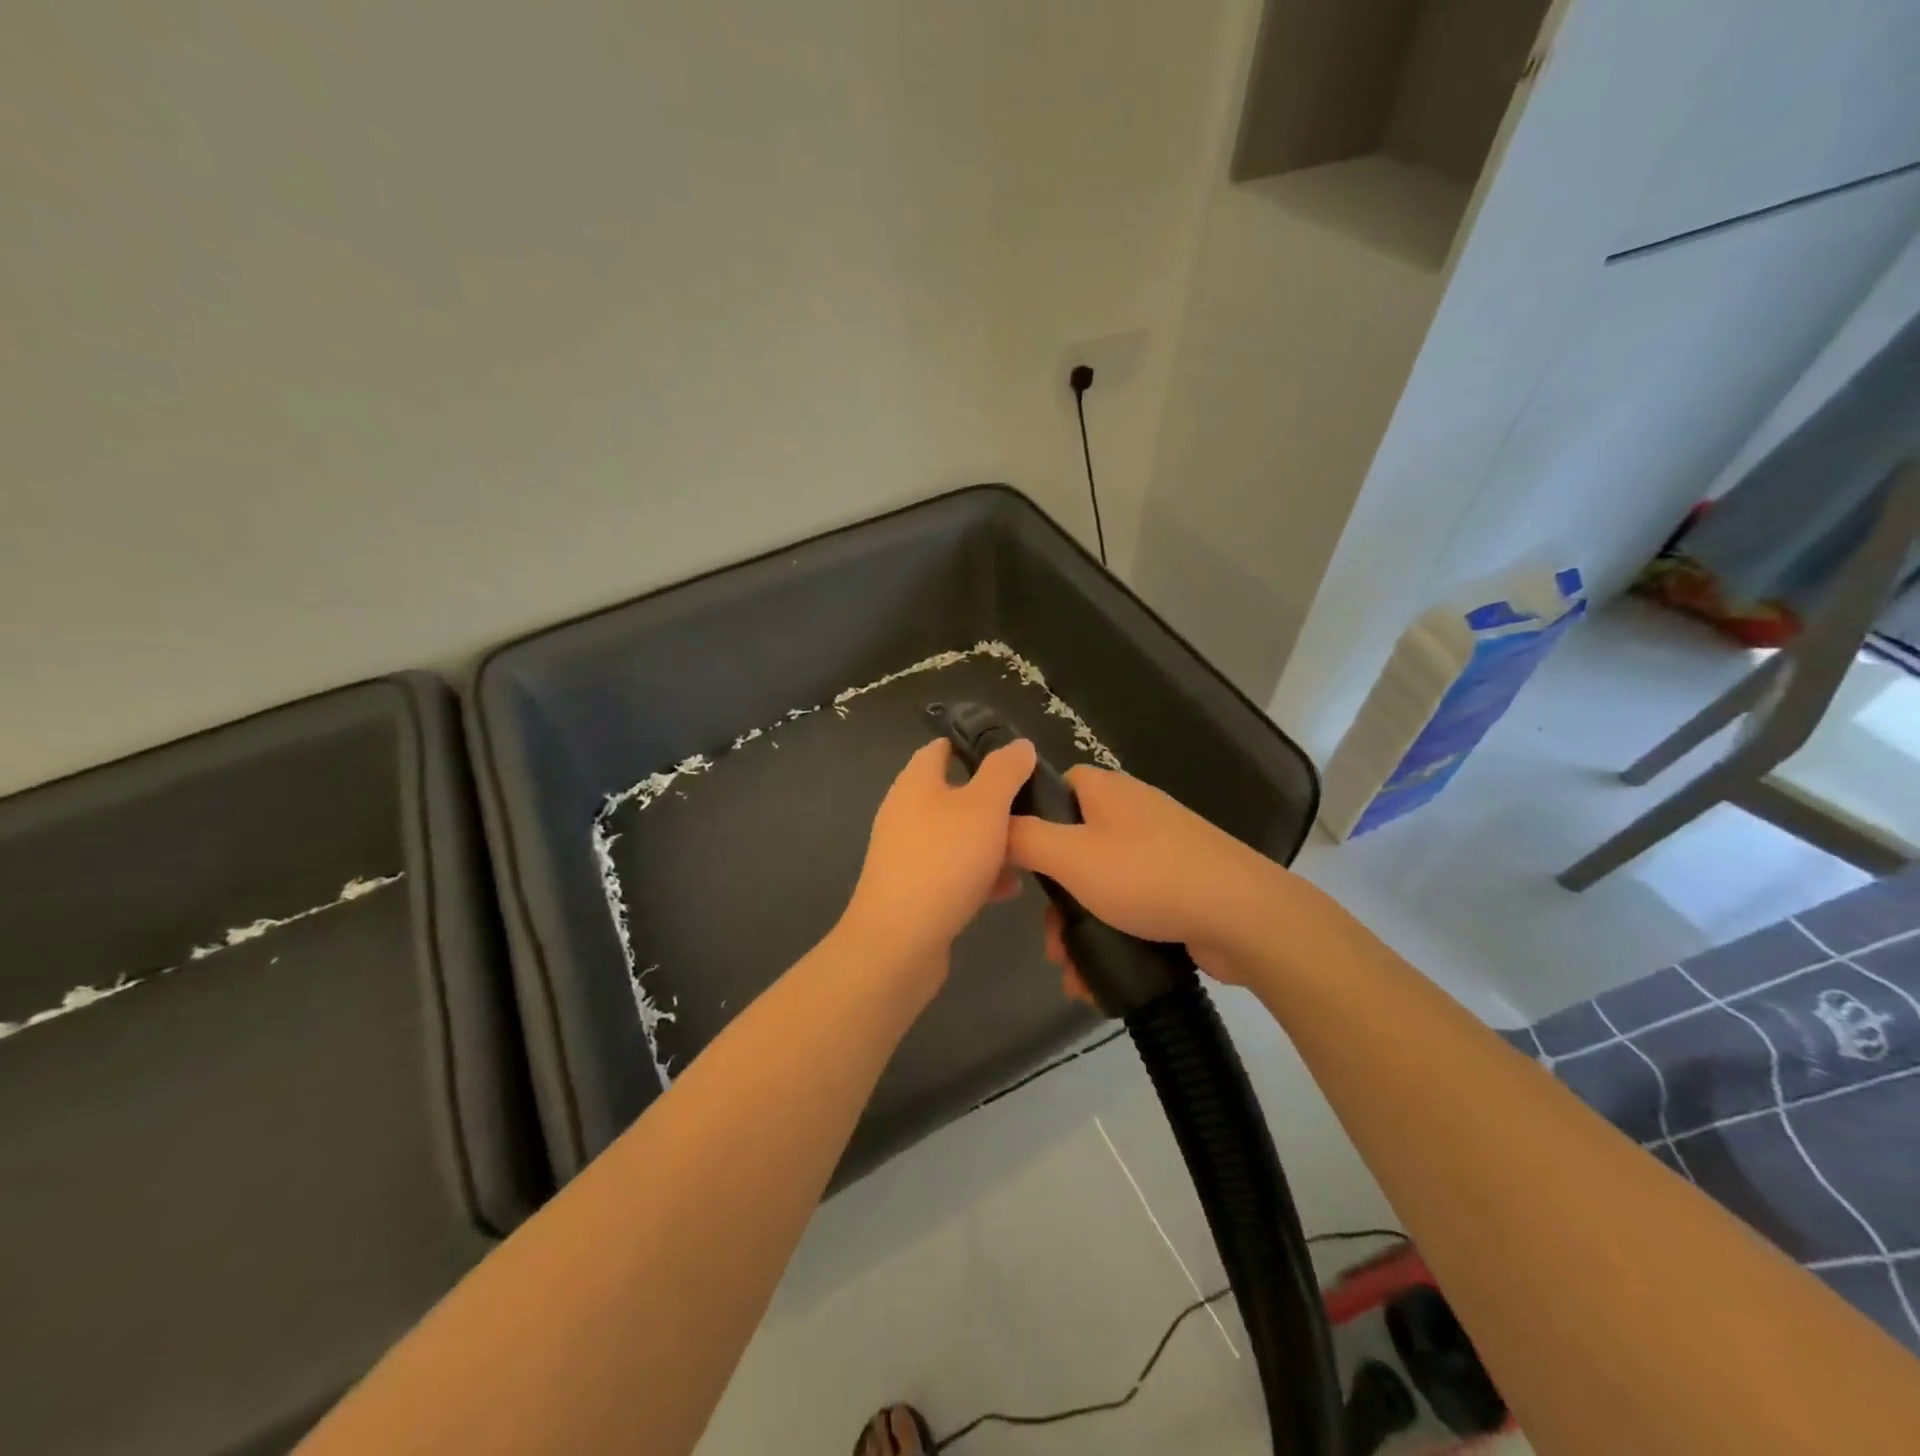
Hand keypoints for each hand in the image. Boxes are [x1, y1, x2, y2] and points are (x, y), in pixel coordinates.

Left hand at [838, 736, 1037, 983]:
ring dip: (991, 841)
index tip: (1014, 757)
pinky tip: (1008, 889)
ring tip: (1028, 849)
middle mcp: (905, 812)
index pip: (941, 748)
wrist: (900, 940)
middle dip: (992, 801)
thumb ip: (1005, 771)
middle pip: (953, 794)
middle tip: (1031, 807)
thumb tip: (1019, 744)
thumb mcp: (985, 805)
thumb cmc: (944, 860)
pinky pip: (952, 871)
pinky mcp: (913, 889)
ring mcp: (907, 853)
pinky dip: (978, 874)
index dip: (975, 746)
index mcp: (916, 782)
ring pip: (957, 836)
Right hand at [1007, 765, 1299, 987]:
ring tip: (1070, 971)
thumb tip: (995, 824)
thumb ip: (1024, 838)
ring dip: (1078, 928)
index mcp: (1107, 791)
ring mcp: (1159, 851)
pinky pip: (1129, 907)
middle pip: (1072, 846)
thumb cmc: (1148, 876)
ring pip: (1098, 885)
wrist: (1242, 916)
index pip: (1055, 787)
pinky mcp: (1177, 887)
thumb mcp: (1071, 856)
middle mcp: (1132, 813)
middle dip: (1054, 899)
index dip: (1029, 818)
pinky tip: (1097, 978)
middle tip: (1048, 937)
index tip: (1015, 860)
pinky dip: (1110, 936)